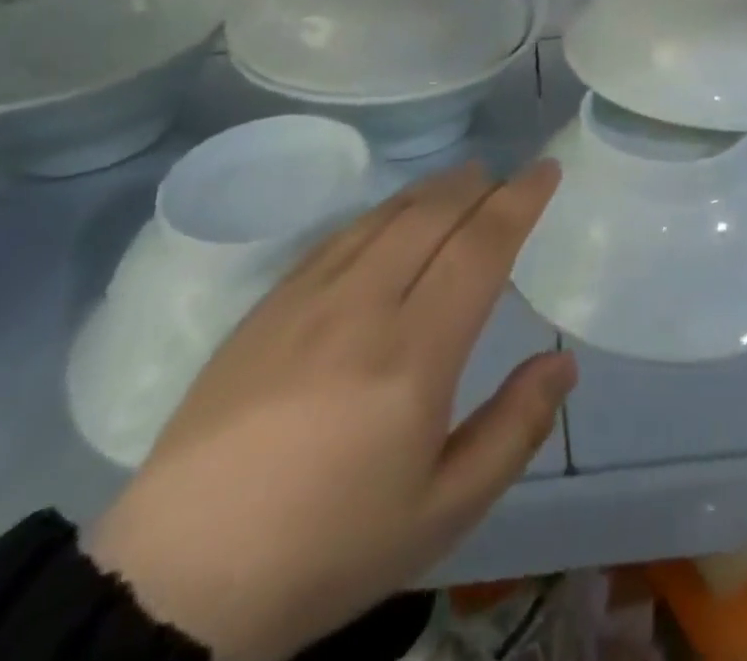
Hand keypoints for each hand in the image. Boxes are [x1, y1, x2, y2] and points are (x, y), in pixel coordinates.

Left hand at [87, 159, 575, 660]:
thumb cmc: (329, 549)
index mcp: (414, 355)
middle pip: (434, 214)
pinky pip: (341, 233)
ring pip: (386, 214)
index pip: (480, 247)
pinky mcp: (270, 302)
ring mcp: (309, 296)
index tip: (546, 171)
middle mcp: (363, 305)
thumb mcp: (443, 513)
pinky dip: (383, 211)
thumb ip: (514, 429)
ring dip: (433, 189)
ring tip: (462, 181)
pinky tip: (392, 217)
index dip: (519, 201)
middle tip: (506, 179)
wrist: (183, 577)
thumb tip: (563, 362)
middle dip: (479, 185)